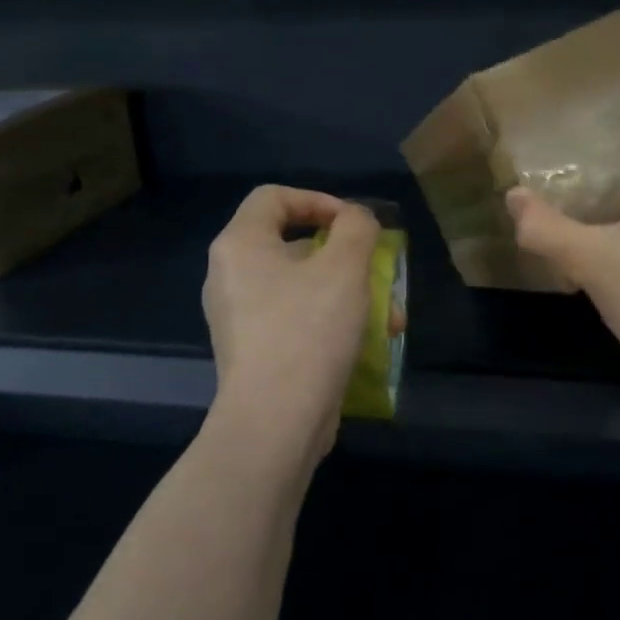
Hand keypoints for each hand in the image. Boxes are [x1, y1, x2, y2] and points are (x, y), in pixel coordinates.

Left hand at [202, 185, 380, 468]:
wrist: (275, 422)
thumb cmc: (308, 330)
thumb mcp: (345, 267)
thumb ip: (356, 227)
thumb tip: (354, 219)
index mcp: (239, 245)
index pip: (274, 197)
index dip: (318, 200)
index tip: (354, 223)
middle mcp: (230, 276)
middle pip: (293, 244)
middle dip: (346, 257)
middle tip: (377, 270)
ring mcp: (239, 318)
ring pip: (302, 287)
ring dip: (349, 294)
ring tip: (390, 317)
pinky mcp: (254, 352)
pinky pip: (296, 319)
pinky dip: (331, 322)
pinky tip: (369, 343)